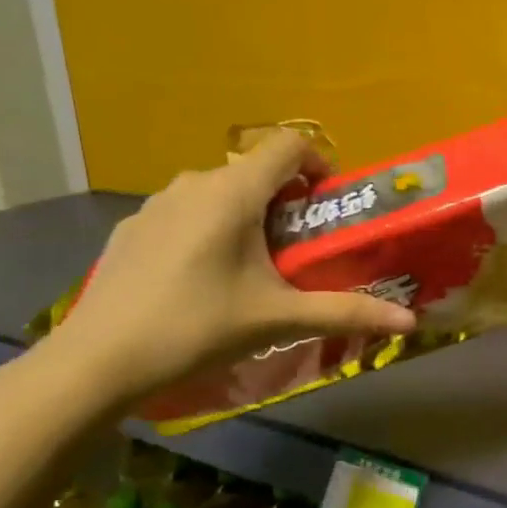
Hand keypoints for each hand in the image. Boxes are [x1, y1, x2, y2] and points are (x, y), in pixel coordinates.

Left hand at [42, 131, 415, 406]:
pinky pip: (184, 212)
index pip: (288, 145)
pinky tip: (201, 279)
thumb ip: (347, 312)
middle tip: (300, 248)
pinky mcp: (131, 228)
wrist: (97, 362)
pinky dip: (207, 228)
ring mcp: (155, 203)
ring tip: (253, 265)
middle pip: (255, 170)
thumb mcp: (279, 318)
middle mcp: (194, 182)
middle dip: (286, 199)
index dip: (318, 163)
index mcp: (234, 192)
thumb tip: (409, 319)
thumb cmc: (197, 327)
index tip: (329, 203)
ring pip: (217, 190)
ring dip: (246, 213)